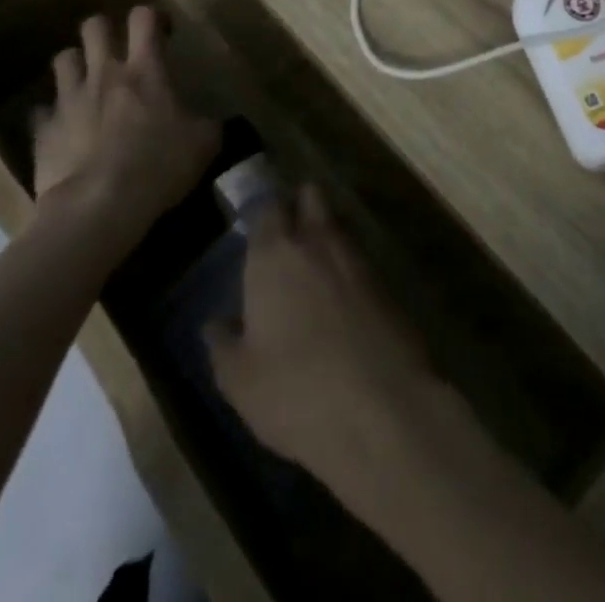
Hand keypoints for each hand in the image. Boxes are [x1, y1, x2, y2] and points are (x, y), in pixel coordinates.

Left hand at [33, 8, 219, 230]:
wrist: (97, 208)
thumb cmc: (158, 166)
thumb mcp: (204, 144)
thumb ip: (206, 123)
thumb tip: (209, 121)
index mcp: (145, 70)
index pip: (144, 17)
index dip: (152, 18)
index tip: (162, 34)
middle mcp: (104, 73)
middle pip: (94, 26)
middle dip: (105, 31)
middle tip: (119, 52)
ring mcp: (69, 99)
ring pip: (63, 58)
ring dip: (76, 65)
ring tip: (87, 83)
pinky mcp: (43, 130)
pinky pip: (43, 110)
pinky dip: (54, 115)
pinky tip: (66, 130)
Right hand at [206, 187, 441, 493]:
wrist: (382, 407)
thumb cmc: (296, 390)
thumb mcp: (240, 381)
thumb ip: (223, 345)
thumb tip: (216, 323)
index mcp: (275, 255)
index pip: (266, 206)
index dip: (261, 212)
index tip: (253, 225)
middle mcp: (317, 241)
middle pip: (311, 196)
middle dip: (300, 204)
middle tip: (286, 235)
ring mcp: (358, 256)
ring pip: (338, 224)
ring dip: (326, 235)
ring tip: (312, 269)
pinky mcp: (388, 279)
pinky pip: (361, 257)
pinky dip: (349, 267)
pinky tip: (342, 300)